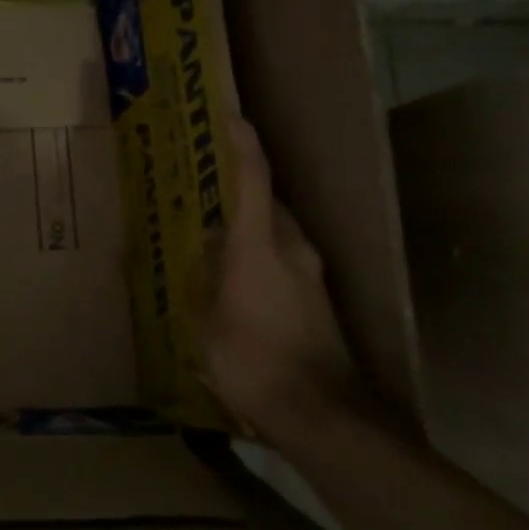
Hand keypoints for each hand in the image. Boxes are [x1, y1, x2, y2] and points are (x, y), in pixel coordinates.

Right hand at [189, 117, 362, 449]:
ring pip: (277, 231)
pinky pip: (285, 258)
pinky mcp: (319, 299)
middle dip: (241, 187)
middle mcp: (293, 248)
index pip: (254, 177)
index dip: (243, 141)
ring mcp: (311, 274)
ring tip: (217, 235)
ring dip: (250, 225)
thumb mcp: (207, 319)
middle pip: (267, 202)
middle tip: (208, 183)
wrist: (322, 415)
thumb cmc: (251, 359)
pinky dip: (262, 254)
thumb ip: (206, 276)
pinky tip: (239, 279)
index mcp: (260, 244)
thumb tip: (209, 248)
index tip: (232, 114)